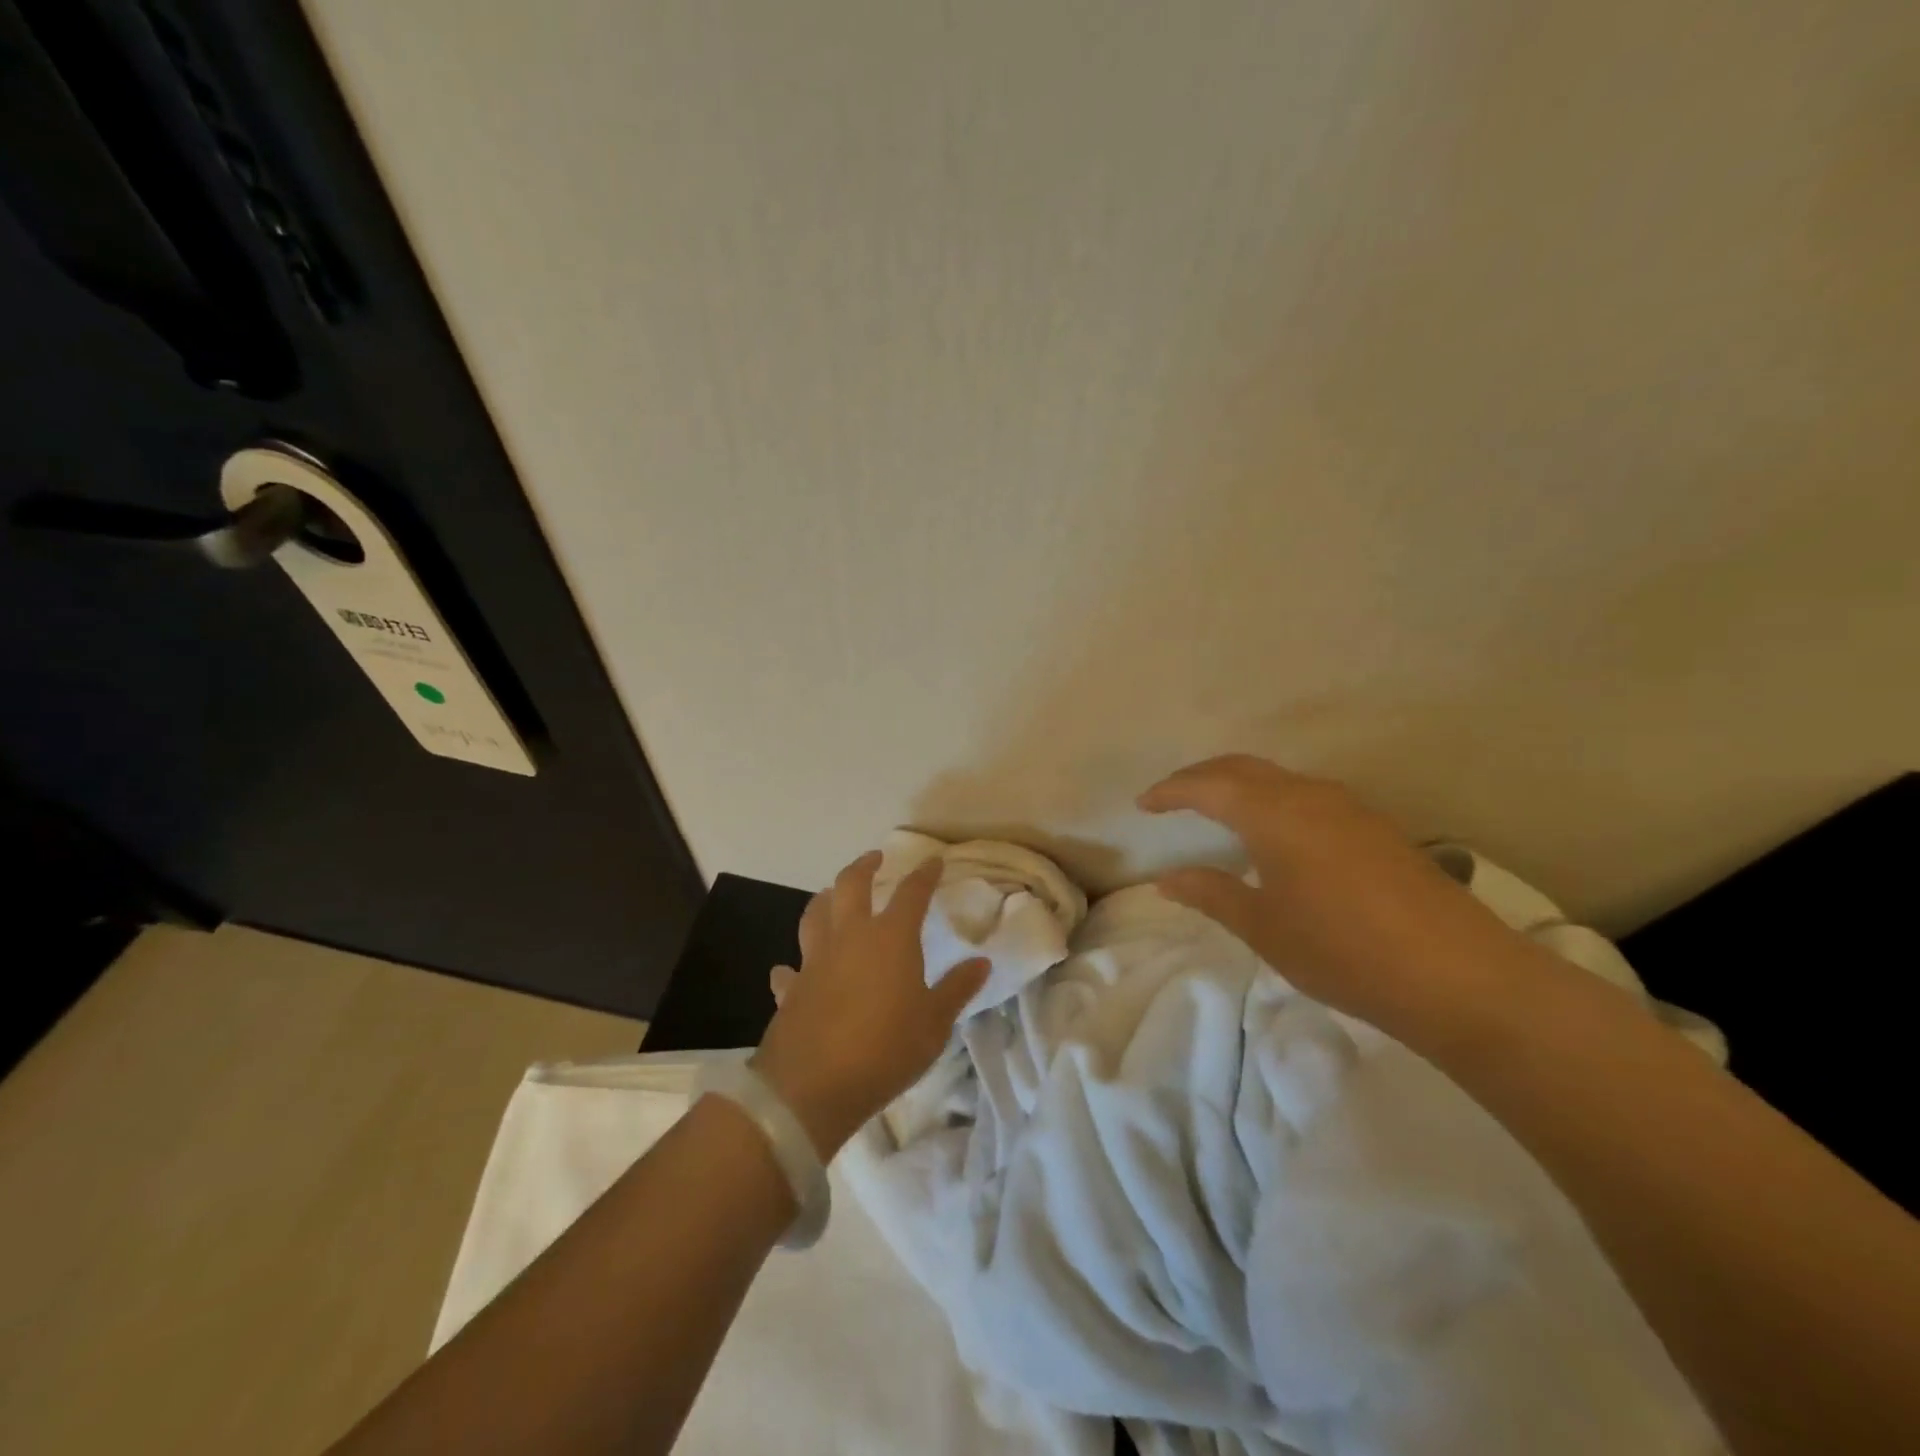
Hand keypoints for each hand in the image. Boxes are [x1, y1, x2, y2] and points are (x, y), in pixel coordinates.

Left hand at [754, 851, 987, 1156]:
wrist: (812, 1087)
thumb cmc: (885, 1050)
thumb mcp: (934, 1024)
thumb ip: (957, 989)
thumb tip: (981, 962)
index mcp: (890, 939)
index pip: (911, 893)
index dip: (924, 875)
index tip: (933, 861)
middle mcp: (849, 937)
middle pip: (851, 886)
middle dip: (864, 866)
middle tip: (874, 858)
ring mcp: (814, 961)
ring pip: (815, 914)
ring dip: (825, 899)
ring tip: (833, 895)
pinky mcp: (791, 988)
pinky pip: (791, 969)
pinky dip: (793, 966)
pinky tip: (792, 970)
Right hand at [1139, 754, 1536, 1035]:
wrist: (1460, 976)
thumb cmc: (1343, 950)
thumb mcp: (1264, 927)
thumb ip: (1212, 893)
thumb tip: (1167, 878)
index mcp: (1274, 812)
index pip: (1207, 785)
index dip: (1170, 791)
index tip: (1143, 803)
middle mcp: (1310, 795)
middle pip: (1243, 768)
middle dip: (1201, 777)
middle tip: (1171, 797)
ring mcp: (1349, 808)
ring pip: (1278, 779)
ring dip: (1239, 785)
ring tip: (1216, 811)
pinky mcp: (1376, 828)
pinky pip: (1307, 796)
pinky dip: (1272, 800)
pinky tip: (1274, 834)